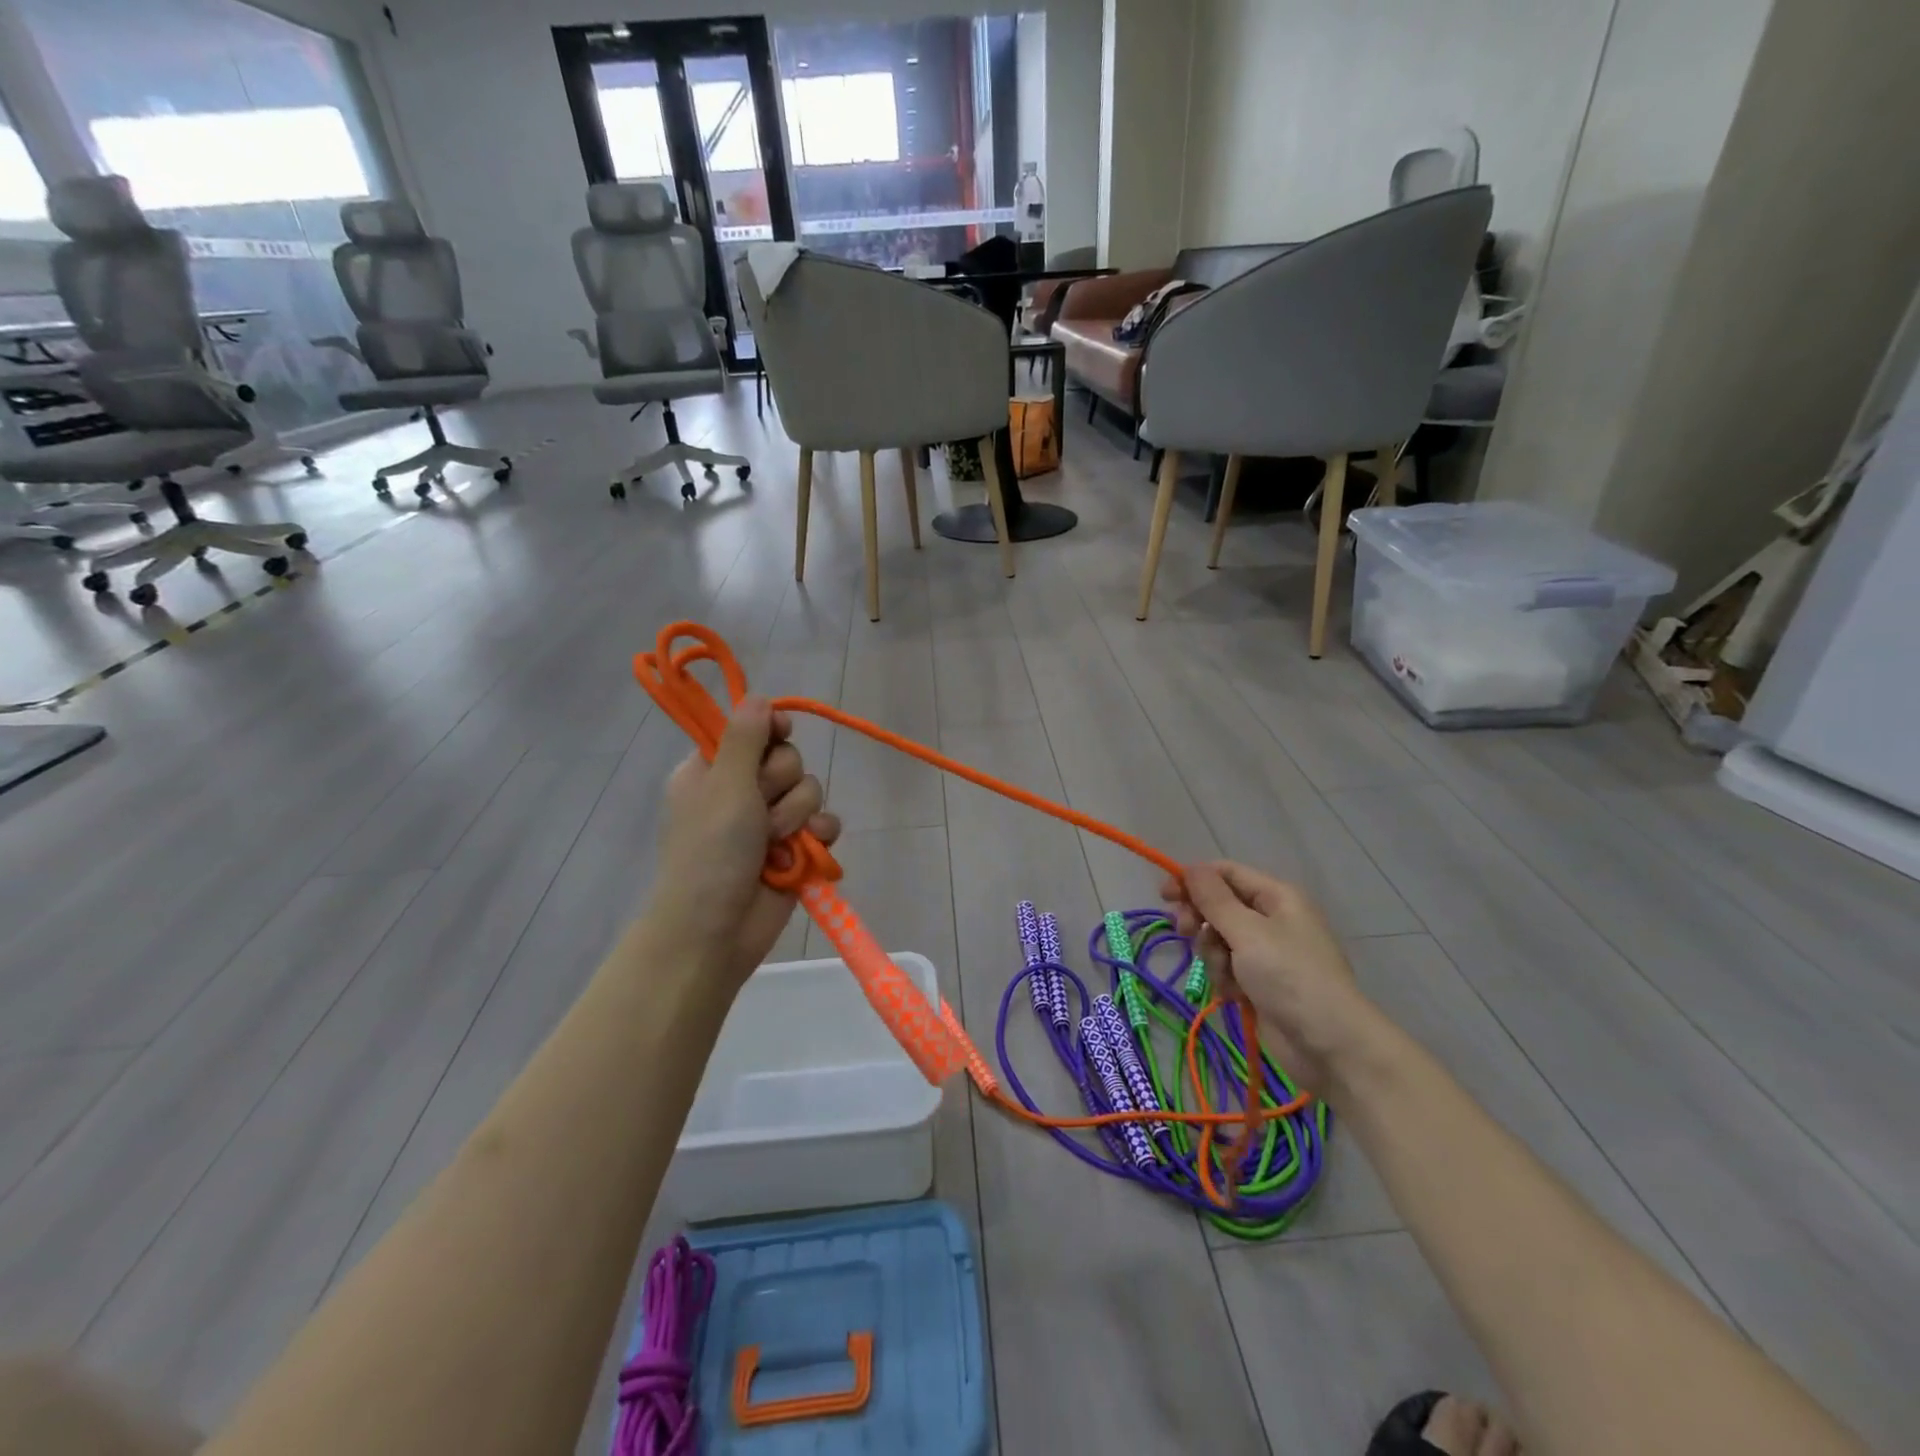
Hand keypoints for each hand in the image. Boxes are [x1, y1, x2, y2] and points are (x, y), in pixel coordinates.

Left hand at [648, 696, 840, 991]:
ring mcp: (770, 822)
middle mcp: (742, 791)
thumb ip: (745, 737)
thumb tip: (759, 696)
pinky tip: (808, 850)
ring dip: (797, 815)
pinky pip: (825, 824)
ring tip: (774, 842)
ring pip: (810, 791)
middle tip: (759, 808)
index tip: (780, 733)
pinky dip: (819, 836)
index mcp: (712, 770)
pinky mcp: (796, 850)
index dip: (770, 729)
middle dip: (781, 783)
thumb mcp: (723, 784)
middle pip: (788, 759)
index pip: (752, 729)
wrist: (716, 930)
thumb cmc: (710, 851)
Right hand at [1161, 861, 1372, 1090]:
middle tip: (1185, 932)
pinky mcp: (1260, 983)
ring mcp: (1266, 953)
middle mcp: (1271, 919)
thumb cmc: (1290, 977)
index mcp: (1276, 897)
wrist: (1329, 1045)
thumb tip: (1190, 869)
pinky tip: (1235, 995)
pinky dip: (1224, 979)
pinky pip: (1227, 968)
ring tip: (1227, 975)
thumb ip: (1214, 899)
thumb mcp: (1248, 932)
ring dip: (1213, 955)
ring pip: (1218, 940)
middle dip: (1200, 920)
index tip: (1164, 895)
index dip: (1193, 880)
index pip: (1226, 873)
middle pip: (1218, 906)